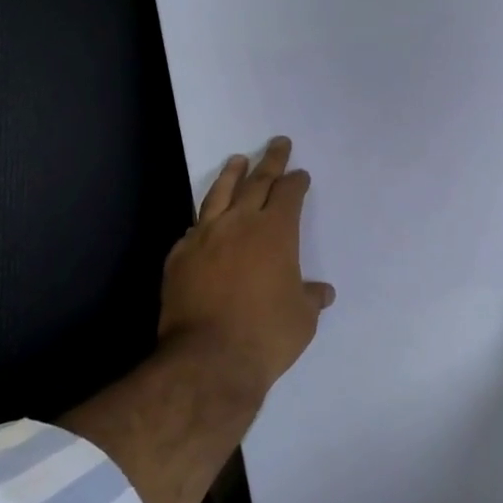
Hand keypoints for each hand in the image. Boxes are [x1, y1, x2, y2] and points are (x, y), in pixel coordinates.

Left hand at [159, 136, 335, 402]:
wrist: (208, 359)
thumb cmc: (266, 335)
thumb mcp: (302, 318)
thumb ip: (310, 298)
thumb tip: (322, 292)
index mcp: (275, 231)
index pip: (288, 193)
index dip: (296, 181)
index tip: (300, 174)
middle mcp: (240, 223)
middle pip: (257, 181)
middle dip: (270, 161)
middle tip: (277, 143)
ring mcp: (205, 236)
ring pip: (219, 194)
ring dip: (232, 174)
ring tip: (237, 160)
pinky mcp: (180, 256)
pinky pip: (195, 228)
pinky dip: (205, 219)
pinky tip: (205, 220)